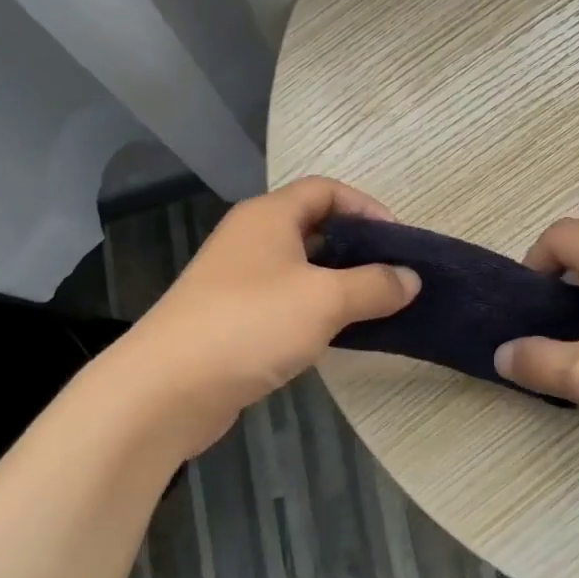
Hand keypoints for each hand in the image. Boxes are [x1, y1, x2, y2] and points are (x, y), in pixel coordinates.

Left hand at [116, 177, 420, 452]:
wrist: (168, 387)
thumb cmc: (252, 323)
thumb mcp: (325, 299)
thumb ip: (374, 285)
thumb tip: (411, 278)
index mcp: (269, 216)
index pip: (326, 190)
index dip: (366, 207)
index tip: (398, 240)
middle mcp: (251, 238)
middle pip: (313, 227)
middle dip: (355, 247)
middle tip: (393, 275)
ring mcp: (237, 279)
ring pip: (299, 268)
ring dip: (337, 282)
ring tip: (375, 305)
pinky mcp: (232, 318)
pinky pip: (284, 301)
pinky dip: (314, 310)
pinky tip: (337, 334)